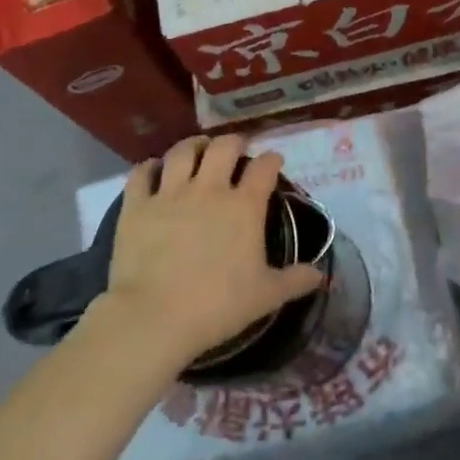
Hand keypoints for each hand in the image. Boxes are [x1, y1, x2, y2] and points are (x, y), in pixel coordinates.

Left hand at [100, 135, 324, 368]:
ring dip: (193, 145)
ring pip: (182, 152)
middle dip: (234, 142)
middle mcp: (209, 190)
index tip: (273, 160)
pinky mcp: (137, 207)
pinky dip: (148, 167)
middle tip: (236, 148)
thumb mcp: (266, 296)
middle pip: (224, 148)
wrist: (154, 317)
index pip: (264, 168)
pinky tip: (153, 169)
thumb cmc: (218, 305)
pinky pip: (141, 174)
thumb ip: (296, 280)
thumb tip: (322, 275)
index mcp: (245, 206)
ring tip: (198, 148)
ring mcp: (170, 194)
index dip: (272, 159)